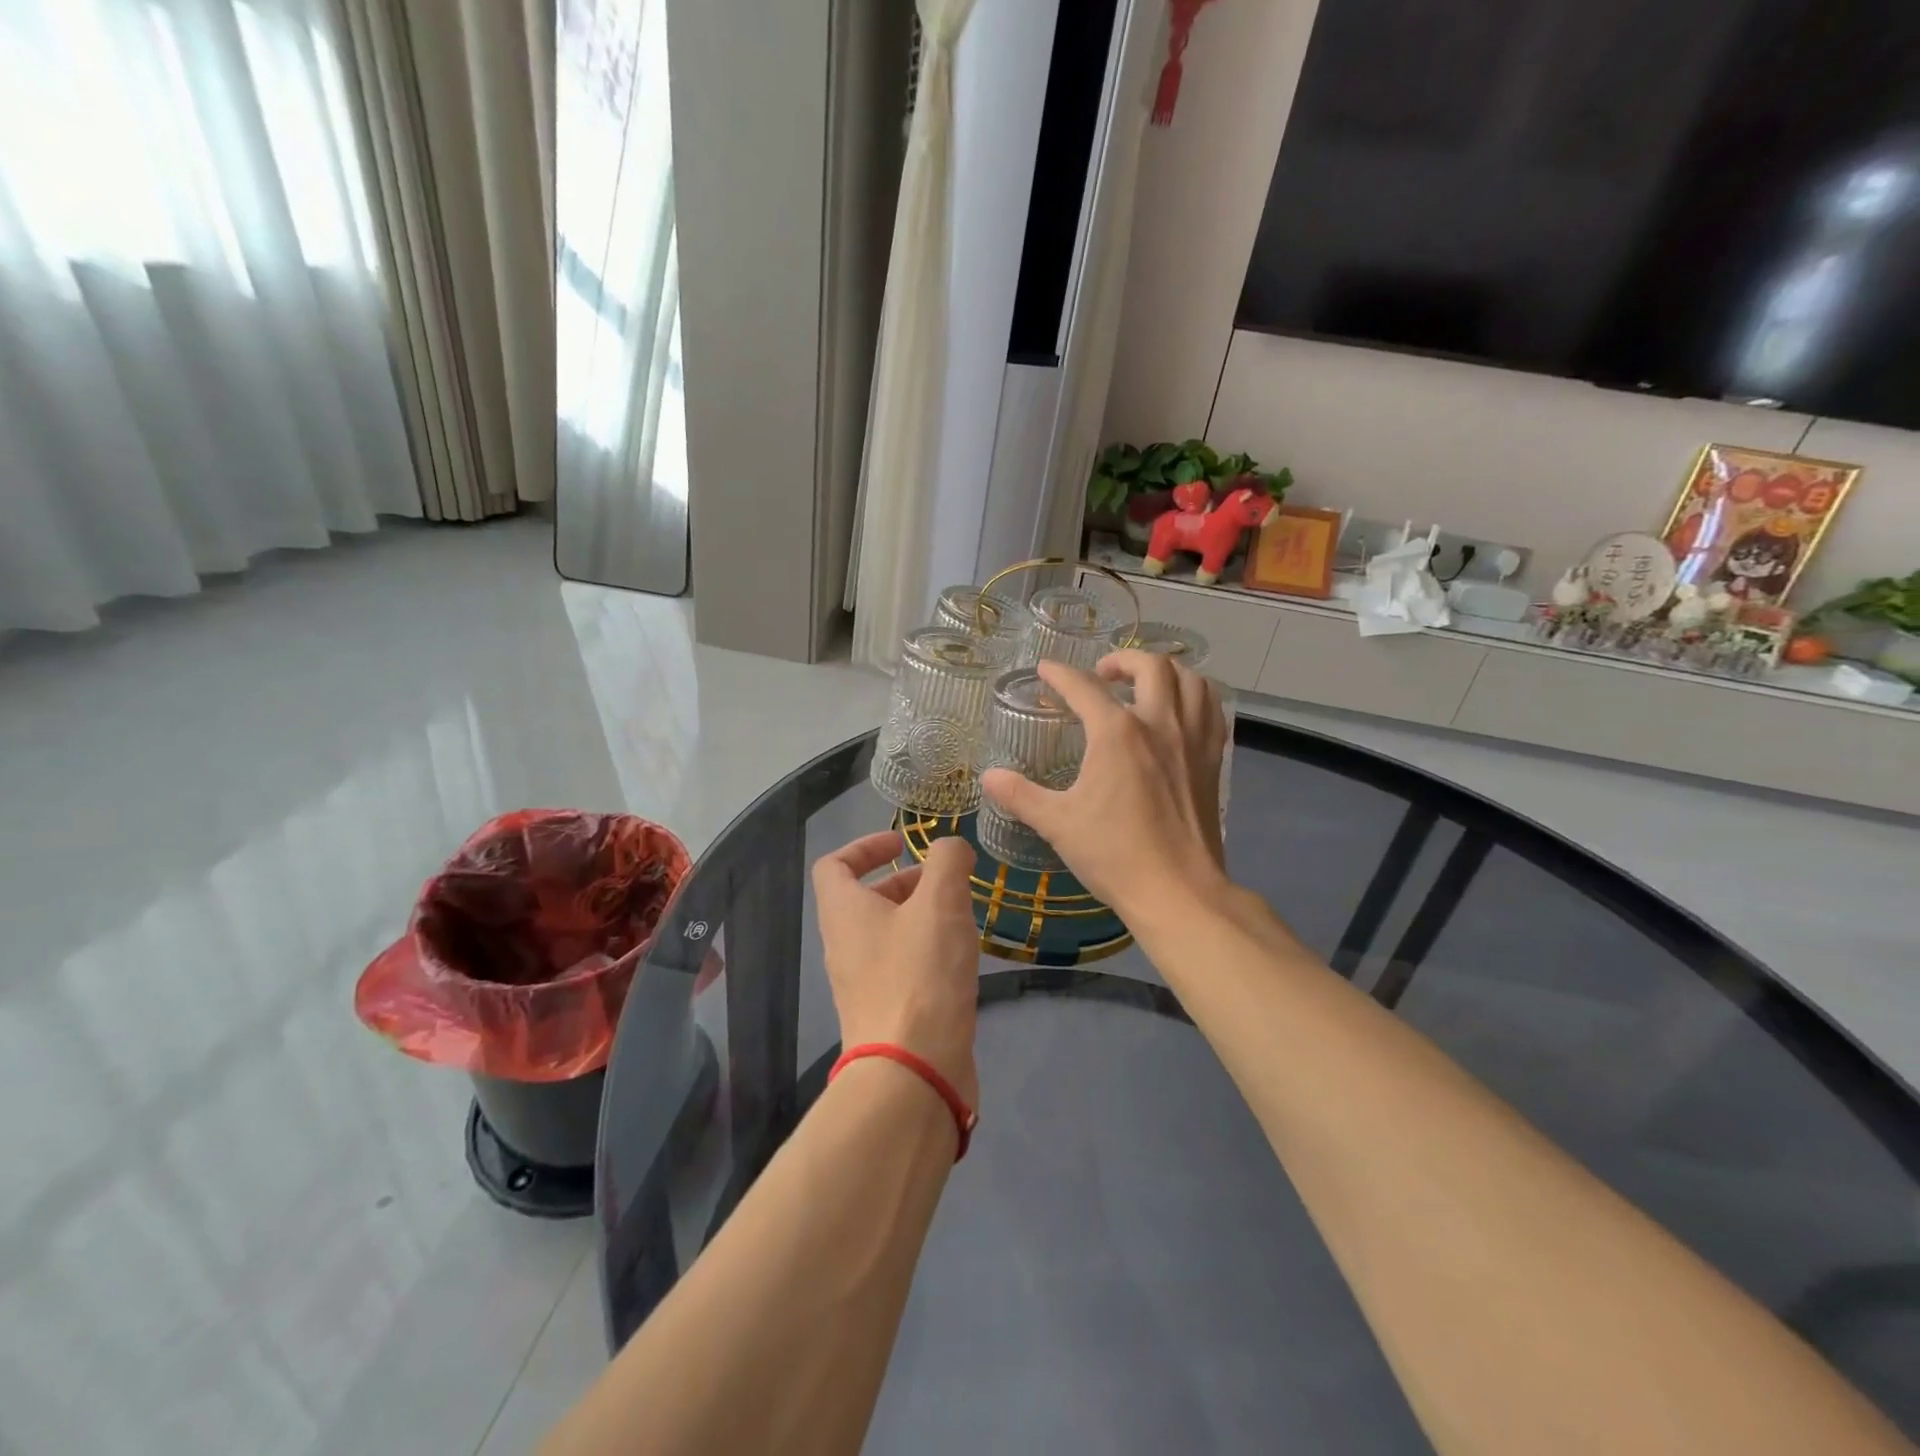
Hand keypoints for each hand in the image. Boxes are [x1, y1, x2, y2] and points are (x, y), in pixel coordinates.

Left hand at [812, 831, 979, 1107]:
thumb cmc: (920, 974)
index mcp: (844, 912)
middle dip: (904, 881)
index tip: (902, 844)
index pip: (834, 865)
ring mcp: (861, 983)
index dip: (864, 846)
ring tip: (961, 916)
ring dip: (919, 916)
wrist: (912, 1072)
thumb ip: (948, 862)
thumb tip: (951, 848)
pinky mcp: (884, 1013)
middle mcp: (844, 945)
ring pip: (885, 933)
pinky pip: (900, 966)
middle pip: (864, 898)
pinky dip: (925, 951)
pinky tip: (959, 959)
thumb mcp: (941, 902)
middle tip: (944, 882)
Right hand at [980, 651, 1228, 926]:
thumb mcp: (1058, 824)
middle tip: (1102, 675)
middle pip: (1150, 666)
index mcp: (1117, 734)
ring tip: (1145, 684)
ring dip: (1165, 671)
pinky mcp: (1213, 761)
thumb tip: (989, 777)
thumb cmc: (1114, 855)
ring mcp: (1192, 740)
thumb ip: (1020, 795)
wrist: (1177, 890)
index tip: (1045, 670)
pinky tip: (1181, 711)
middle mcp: (1159, 724)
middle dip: (1122, 660)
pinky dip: (1196, 696)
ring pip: (1190, 680)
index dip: (1060, 674)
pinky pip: (1211, 710)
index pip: (1083, 688)